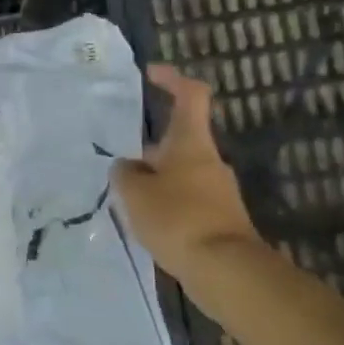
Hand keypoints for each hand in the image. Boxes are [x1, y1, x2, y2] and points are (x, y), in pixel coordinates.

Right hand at [112, 65, 260, 280]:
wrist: (224, 270)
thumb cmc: (177, 218)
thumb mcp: (135, 193)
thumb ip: (125, 174)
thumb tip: (127, 167)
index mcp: (191, 143)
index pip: (190, 96)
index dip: (172, 79)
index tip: (150, 75)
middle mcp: (209, 161)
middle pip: (178, 142)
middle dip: (148, 151)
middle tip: (119, 169)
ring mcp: (218, 191)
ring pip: (180, 174)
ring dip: (155, 182)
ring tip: (127, 203)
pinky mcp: (220, 219)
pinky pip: (187, 201)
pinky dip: (167, 206)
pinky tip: (147, 226)